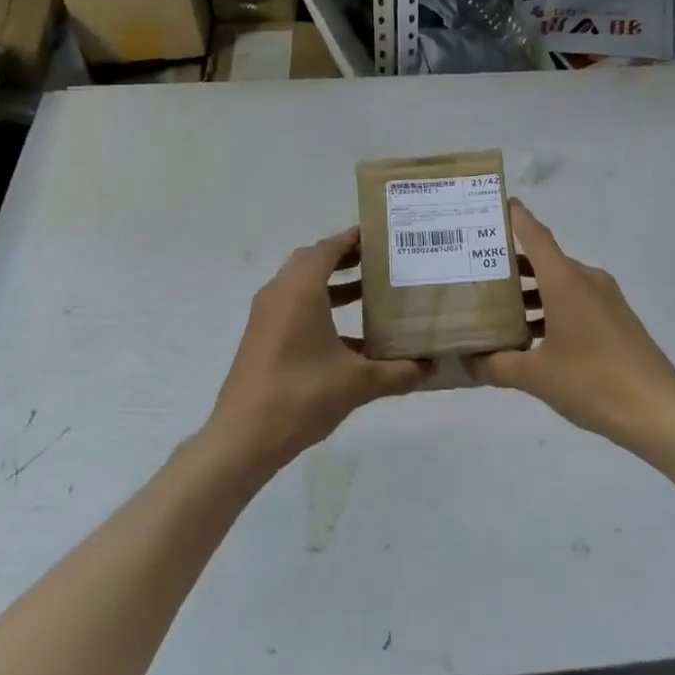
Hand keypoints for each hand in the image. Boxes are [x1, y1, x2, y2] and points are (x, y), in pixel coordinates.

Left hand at [206, 228, 428, 474]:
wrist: (244, 437)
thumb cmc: (301, 395)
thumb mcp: (357, 383)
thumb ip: (397, 372)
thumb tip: (430, 368)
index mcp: (300, 290)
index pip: (328, 248)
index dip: (354, 238)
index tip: (383, 237)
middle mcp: (279, 293)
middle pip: (313, 261)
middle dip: (346, 258)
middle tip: (380, 262)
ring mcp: (267, 316)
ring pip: (302, 285)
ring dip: (333, 284)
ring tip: (370, 292)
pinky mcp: (263, 337)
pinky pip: (294, 308)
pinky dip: (320, 308)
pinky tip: (351, 336)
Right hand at [466, 202, 674, 447]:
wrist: (657, 409)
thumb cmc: (592, 382)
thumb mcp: (536, 377)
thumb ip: (496, 365)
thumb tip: (467, 360)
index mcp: (565, 281)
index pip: (535, 235)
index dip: (514, 218)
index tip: (492, 207)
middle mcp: (586, 279)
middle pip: (544, 260)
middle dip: (511, 264)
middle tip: (476, 272)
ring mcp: (606, 298)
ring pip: (560, 282)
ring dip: (531, 291)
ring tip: (498, 309)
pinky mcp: (616, 318)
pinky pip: (576, 300)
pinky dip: (552, 307)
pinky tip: (533, 336)